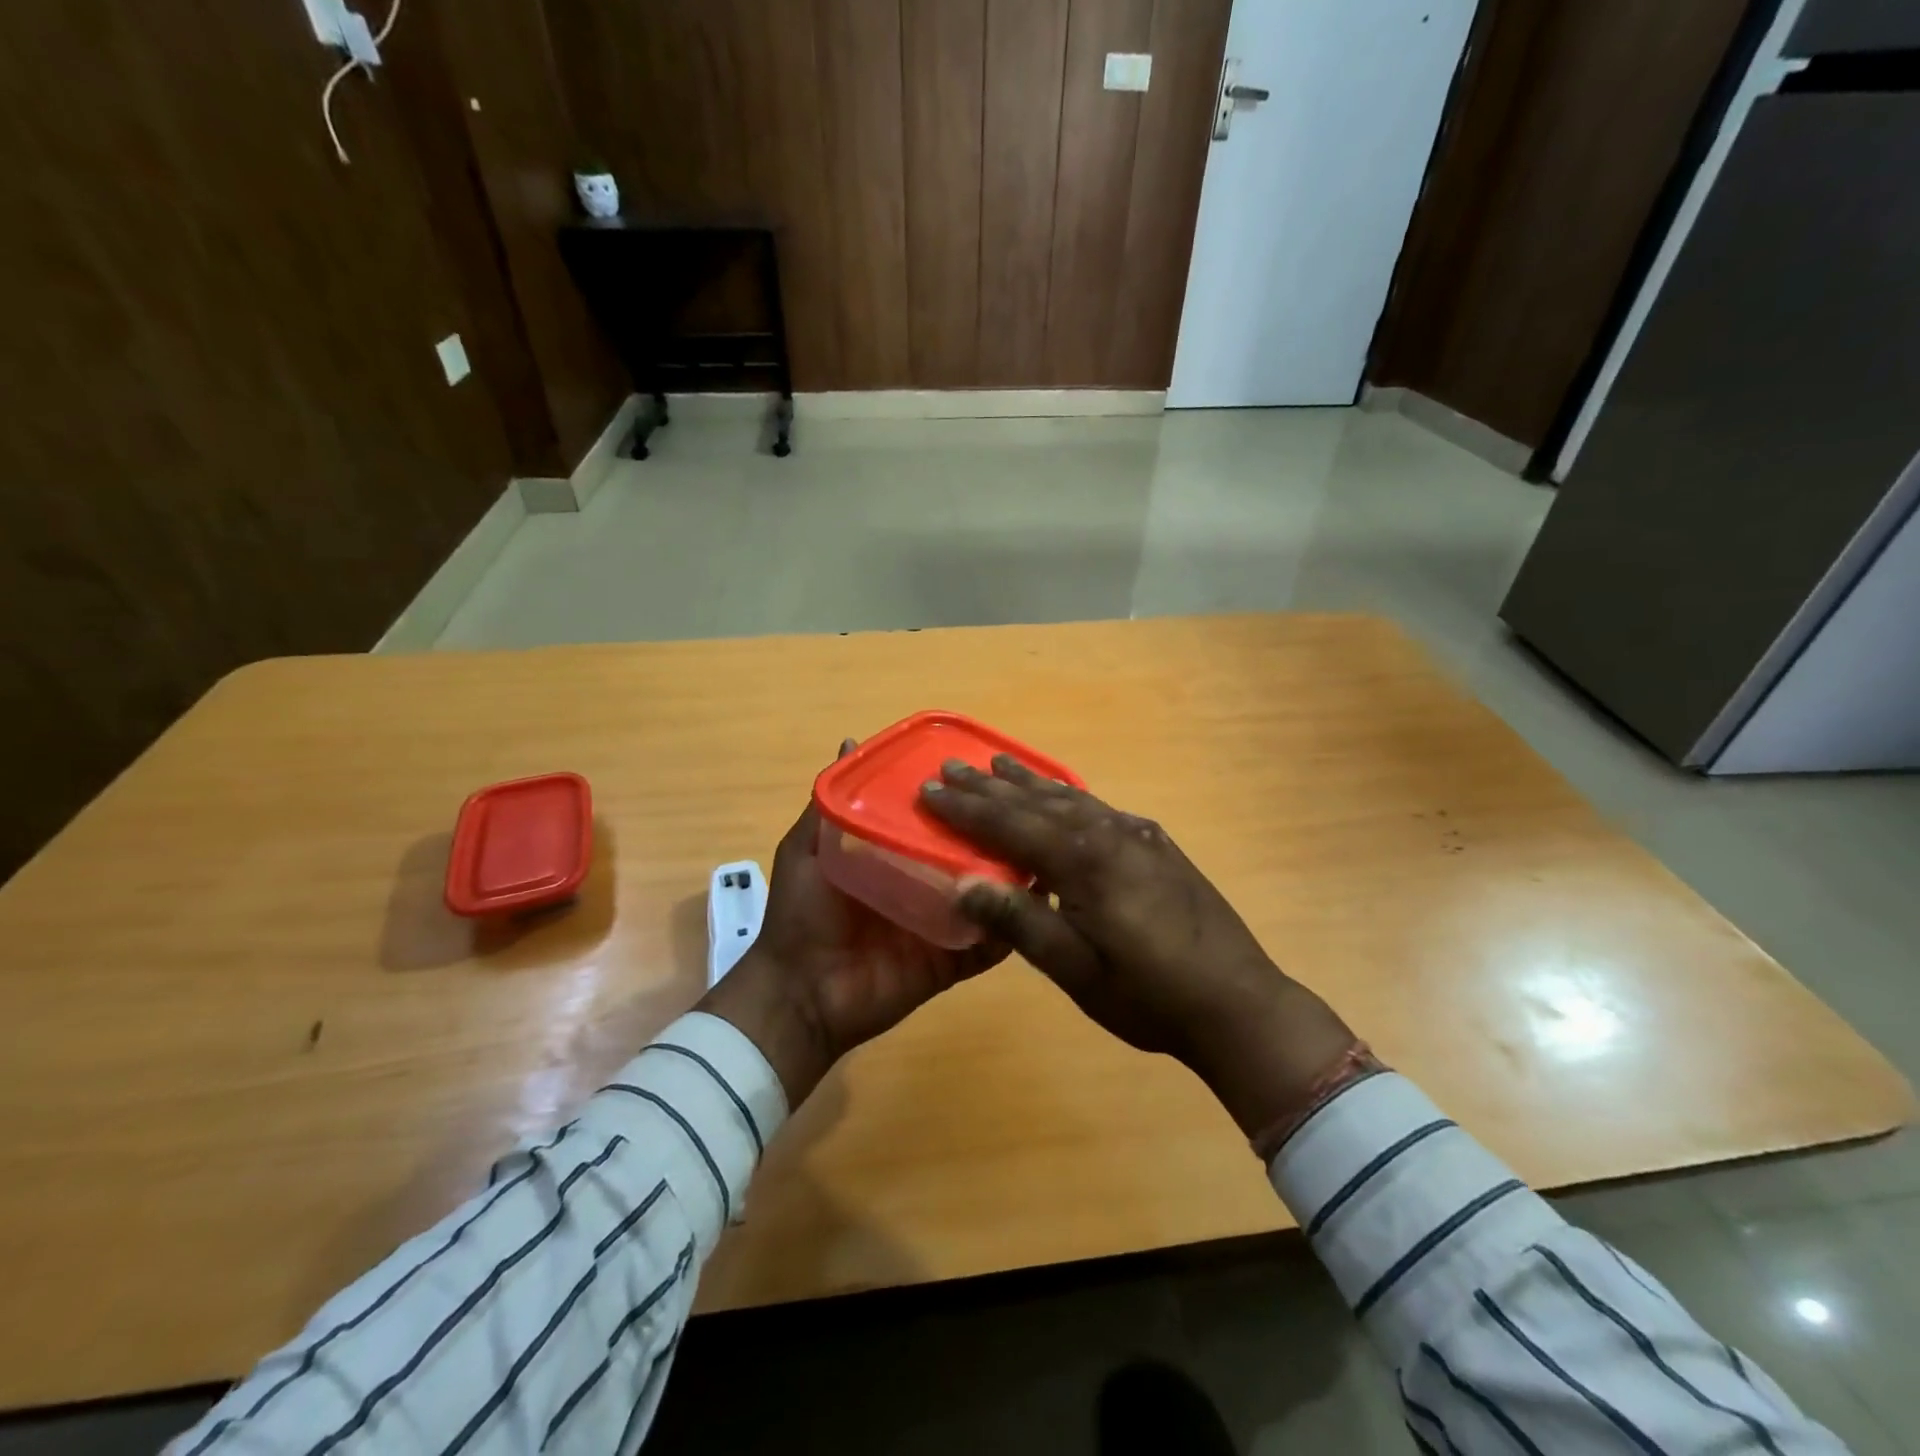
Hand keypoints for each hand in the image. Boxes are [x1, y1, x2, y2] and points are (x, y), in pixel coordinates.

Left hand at [698, 743, 1007, 1105]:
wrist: (801, 991)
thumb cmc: (803, 913)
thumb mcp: (808, 847)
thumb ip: (830, 803)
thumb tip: (850, 741)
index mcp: (896, 853)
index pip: (937, 819)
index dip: (960, 798)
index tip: (990, 771)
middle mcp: (924, 882)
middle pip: (968, 854)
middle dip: (996, 835)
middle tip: (1031, 810)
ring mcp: (941, 922)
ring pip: (987, 895)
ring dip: (1013, 879)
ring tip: (1045, 851)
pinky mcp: (952, 960)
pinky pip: (988, 945)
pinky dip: (1012, 930)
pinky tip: (1036, 907)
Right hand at [920, 756, 1356, 1138]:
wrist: (1239, 1004)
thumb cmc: (1149, 996)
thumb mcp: (1076, 970)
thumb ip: (1020, 922)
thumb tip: (962, 881)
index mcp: (1085, 862)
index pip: (1011, 825)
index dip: (966, 809)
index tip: (929, 790)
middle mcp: (1110, 834)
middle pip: (1038, 802)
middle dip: (991, 786)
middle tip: (952, 766)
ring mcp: (1138, 836)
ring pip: (1072, 798)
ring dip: (1030, 782)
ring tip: (998, 764)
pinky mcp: (1158, 846)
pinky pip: (1100, 808)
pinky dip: (1069, 796)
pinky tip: (1064, 796)